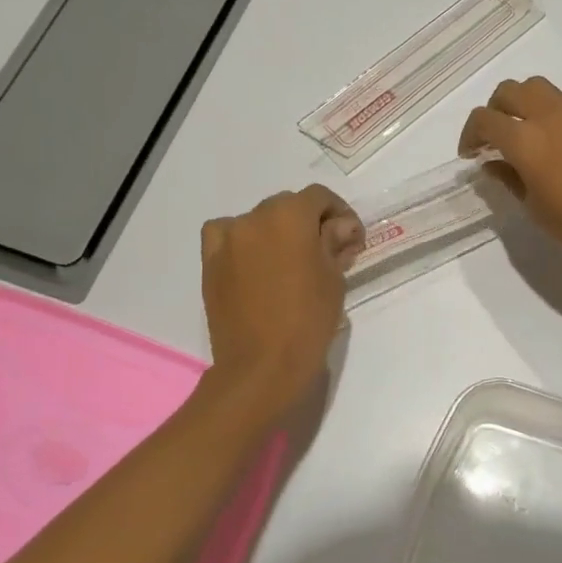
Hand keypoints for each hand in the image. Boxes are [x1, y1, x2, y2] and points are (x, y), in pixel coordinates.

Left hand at [201, 185, 361, 407]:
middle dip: (310, 222)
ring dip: (277, 231)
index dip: (340, 212)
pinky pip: (228, 237)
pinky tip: (255, 260)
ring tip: (291, 260)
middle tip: (327, 251)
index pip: (319, 197)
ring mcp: (228, 239)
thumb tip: (339, 226)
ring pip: (258, 220)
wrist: (262, 365)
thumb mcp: (334, 277)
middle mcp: (254, 217)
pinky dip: (243, 240)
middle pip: (288, 206)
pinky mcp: (210, 263)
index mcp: (290, 215)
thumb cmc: (309, 318)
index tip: (351, 238)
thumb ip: (334, 242)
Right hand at [459, 77, 561, 273]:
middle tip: (492, 140)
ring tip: (520, 133)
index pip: (484, 120)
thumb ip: (508, 178)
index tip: (470, 155)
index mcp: (526, 139)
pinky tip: (549, 141)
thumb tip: (493, 163)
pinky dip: (544, 110)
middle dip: (493, 111)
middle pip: (508, 91)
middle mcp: (548, 115)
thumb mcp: (533, 207)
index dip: (469, 135)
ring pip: (536, 87)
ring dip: (519, 103)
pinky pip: (560, 101)